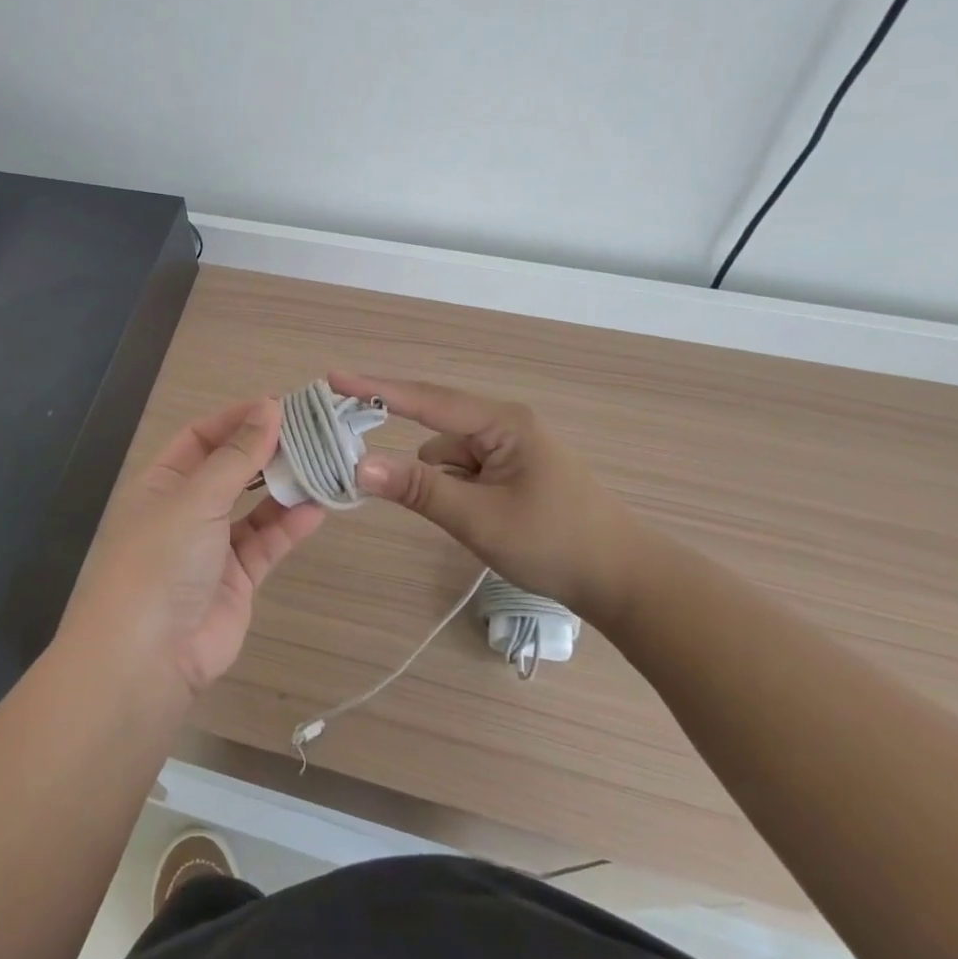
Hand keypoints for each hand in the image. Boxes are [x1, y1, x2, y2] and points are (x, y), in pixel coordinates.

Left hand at [63, 399, 326, 698]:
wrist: (148, 656)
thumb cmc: (160, 559)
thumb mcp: (195, 498)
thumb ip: (237, 456)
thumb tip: (269, 407)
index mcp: (162, 482)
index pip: (201, 437)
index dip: (237, 419)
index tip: (280, 405)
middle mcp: (185, 509)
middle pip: (231, 468)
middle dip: (267, 450)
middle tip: (312, 431)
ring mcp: (212, 545)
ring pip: (254, 505)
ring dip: (285, 485)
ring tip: (323, 463)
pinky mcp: (237, 579)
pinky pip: (267, 542)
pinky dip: (290, 525)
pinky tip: (318, 507)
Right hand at [330, 372, 649, 626]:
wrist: (624, 581)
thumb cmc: (556, 543)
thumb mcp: (480, 517)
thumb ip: (418, 489)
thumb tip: (359, 465)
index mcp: (501, 423)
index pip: (426, 399)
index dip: (376, 388)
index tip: (333, 377)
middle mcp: (503, 426)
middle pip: (434, 426)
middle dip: (401, 443)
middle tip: (354, 454)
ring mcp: (508, 450)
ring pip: (447, 456)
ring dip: (434, 480)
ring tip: (457, 518)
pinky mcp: (511, 474)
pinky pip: (463, 472)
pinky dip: (452, 490)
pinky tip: (469, 520)